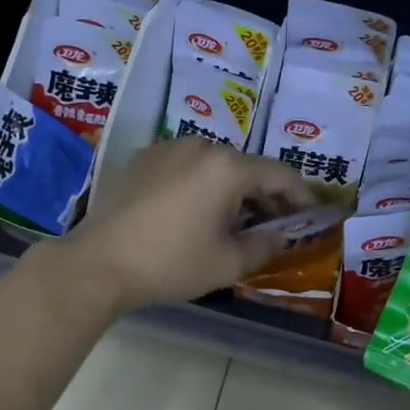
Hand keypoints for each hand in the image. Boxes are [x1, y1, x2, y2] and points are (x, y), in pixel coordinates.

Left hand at [63, 138, 315, 311]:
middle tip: (272, 222)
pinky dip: (198, 182)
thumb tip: (281, 234)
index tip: (310, 212)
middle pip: (246, 166)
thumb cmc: (171, 263)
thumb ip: (265, 245)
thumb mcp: (228, 263)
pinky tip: (191, 210)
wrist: (99, 262)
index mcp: (228, 168)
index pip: (279, 174)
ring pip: (214, 164)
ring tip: (230, 218)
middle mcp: (201, 146)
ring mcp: (167, 148)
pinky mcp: (142, 158)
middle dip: (264, 193)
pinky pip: (184, 165)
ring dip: (230, 187)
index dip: (300, 194)